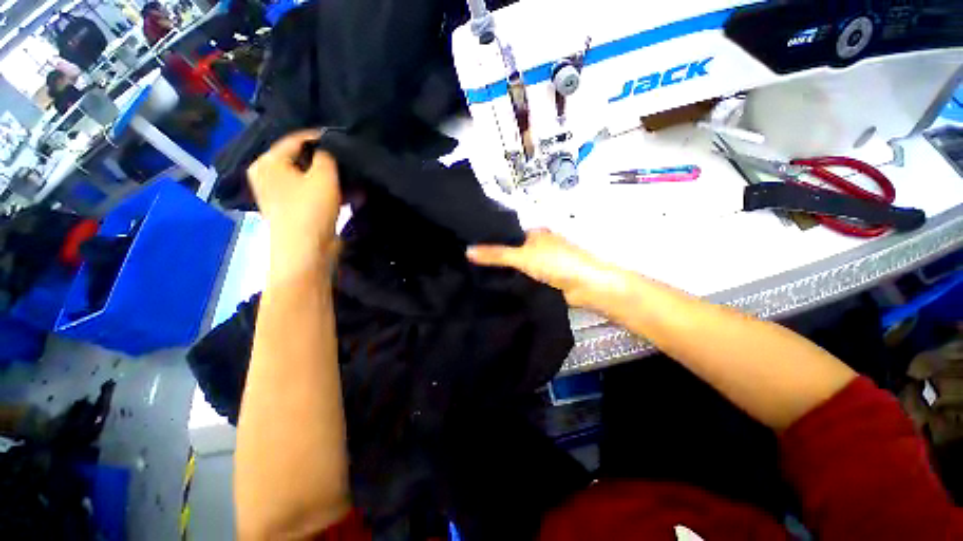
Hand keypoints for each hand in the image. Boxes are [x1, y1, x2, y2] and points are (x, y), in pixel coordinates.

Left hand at [248, 130, 341, 275]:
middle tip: (352, 163)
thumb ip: (328, 155)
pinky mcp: (294, 209)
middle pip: (304, 160)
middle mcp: (270, 175)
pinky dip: (331, 193)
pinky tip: (353, 195)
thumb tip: (330, 146)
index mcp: (269, 162)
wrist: (305, 252)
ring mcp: (281, 194)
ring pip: (311, 179)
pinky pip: (313, 194)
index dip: (323, 139)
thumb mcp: (323, 176)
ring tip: (357, 181)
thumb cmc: (310, 209)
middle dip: (331, 163)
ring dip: (335, 180)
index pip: (297, 140)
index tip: (346, 140)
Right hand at [467, 230, 627, 309]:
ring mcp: (544, 262)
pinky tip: (499, 285)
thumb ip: (495, 254)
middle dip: (496, 256)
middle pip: (513, 249)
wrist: (585, 286)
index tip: (470, 247)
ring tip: (478, 275)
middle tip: (470, 264)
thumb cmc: (555, 263)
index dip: (490, 239)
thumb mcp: (521, 256)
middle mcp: (539, 244)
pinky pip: (525, 277)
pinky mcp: (547, 278)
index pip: (508, 233)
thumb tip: (466, 250)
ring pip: (519, 265)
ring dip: (505, 270)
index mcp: (535, 232)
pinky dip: (515, 280)